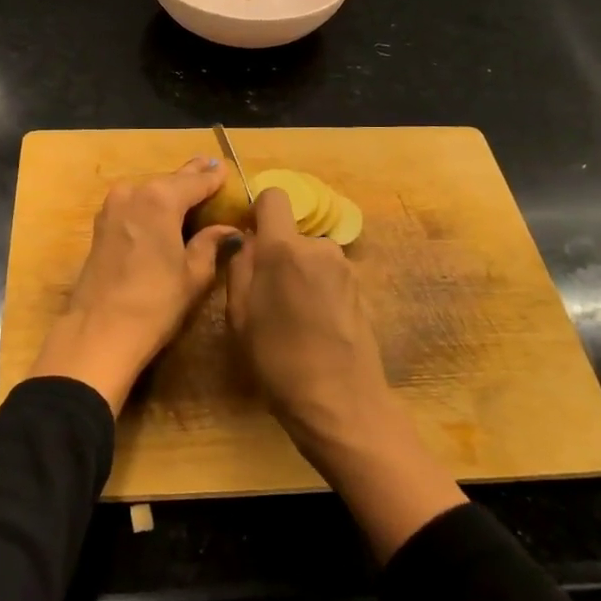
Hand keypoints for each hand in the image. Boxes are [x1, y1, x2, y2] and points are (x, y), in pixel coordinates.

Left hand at [26, 156, 242, 413]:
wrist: (99, 332)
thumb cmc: (155, 303)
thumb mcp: (194, 275)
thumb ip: (211, 244)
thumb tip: (229, 230)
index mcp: (161, 198)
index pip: (196, 181)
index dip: (214, 177)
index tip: (226, 169)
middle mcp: (135, 192)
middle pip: (170, 180)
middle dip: (191, 177)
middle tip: (211, 168)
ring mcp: (113, 206)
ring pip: (150, 190)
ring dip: (170, 190)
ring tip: (191, 188)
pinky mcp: (101, 224)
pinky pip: (135, 204)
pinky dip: (152, 203)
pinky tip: (164, 209)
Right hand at [224, 186, 391, 447]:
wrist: (341, 403)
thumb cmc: (278, 361)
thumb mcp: (240, 316)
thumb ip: (240, 267)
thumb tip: (247, 240)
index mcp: (284, 248)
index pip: (274, 196)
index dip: (259, 211)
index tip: (249, 241)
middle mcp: (319, 246)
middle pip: (291, 232)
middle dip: (276, 253)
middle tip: (266, 296)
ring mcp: (344, 266)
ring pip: (309, 254)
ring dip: (298, 272)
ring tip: (291, 316)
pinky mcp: (360, 287)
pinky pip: (327, 274)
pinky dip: (316, 288)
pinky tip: (314, 325)